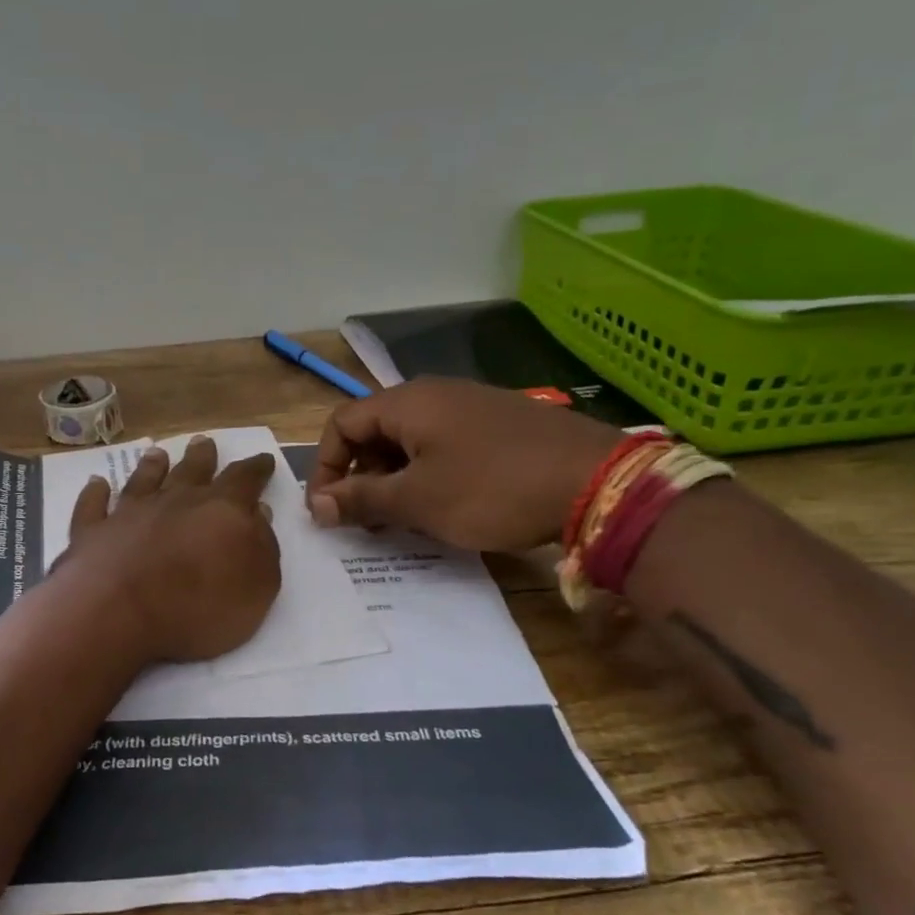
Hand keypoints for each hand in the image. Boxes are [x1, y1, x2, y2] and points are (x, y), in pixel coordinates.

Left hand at [60, 435, 281, 662]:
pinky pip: (93, 505)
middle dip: (202, 456)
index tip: (262, 459)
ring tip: (157, 453)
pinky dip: (95, 493)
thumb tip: (258, 513)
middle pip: (192, 471)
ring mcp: (130, 513)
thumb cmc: (199, 607)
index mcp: (221, 510)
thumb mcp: (257, 587)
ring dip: (152, 466)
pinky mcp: (93, 531)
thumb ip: (262, 546)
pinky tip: (96, 484)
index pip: (244, 480)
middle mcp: (175, 500)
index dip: (256, 469)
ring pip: (144, 480)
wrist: (119, 614)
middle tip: (204, 442)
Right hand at [306, 379, 623, 551]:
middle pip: (374, 430)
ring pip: (410, 440)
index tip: (327, 510)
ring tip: (402, 519)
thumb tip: (317, 505)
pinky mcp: (499, 424)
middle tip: (365, 520)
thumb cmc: (492, 488)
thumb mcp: (418, 500)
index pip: (341, 423)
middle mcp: (435, 394)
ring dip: (393, 479)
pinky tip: (443, 506)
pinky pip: (444, 445)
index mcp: (407, 402)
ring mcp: (471, 407)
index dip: (324, 466)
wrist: (597, 481)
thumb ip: (361, 499)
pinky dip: (427, 474)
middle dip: (359, 476)